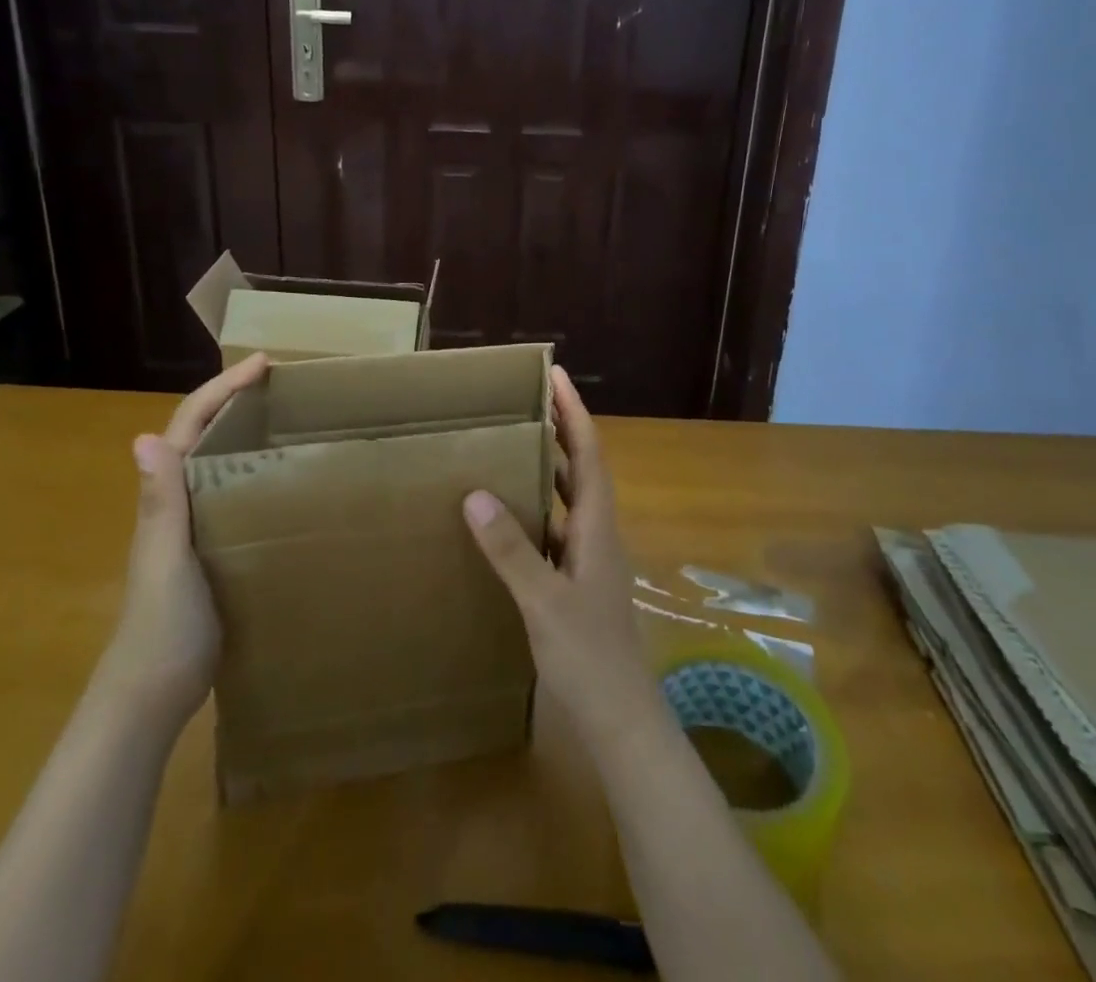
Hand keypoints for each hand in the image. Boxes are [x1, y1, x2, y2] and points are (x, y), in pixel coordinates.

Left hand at [105, 353, 268, 703]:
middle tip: (282, 382)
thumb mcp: (166, 560)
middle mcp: (177, 501)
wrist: (154, 693)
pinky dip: (254, 470)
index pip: (190, 425)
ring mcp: (194, 525)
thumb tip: (144, 438)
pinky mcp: (213, 548)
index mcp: (166, 496)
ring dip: (245, 429)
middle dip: (235, 398)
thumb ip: (160, 503)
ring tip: (288, 416)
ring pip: (220, 461)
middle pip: (204, 433)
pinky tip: (283, 477)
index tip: (263, 364)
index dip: (222, 389)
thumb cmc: (163, 624)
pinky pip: (234, 493)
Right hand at [463, 366, 664, 759]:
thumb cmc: (587, 656)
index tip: (555, 375)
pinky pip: (558, 528)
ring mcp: (591, 559)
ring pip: (571, 498)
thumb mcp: (542, 601)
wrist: (620, 720)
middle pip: (583, 467)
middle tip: (527, 401)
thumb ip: (510, 550)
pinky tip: (511, 517)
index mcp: (597, 527)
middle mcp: (598, 533)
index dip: (573, 411)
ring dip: (551, 467)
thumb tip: (475, 494)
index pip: (589, 452)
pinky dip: (540, 508)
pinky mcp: (579, 581)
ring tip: (515, 446)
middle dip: (561, 429)